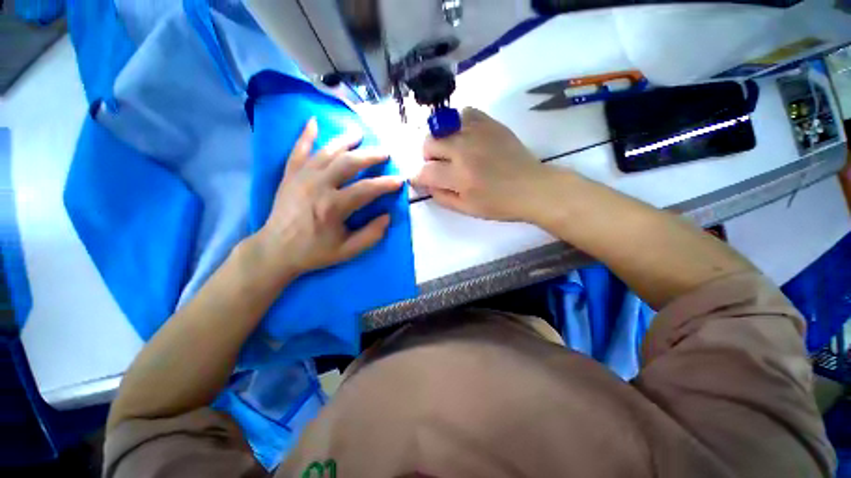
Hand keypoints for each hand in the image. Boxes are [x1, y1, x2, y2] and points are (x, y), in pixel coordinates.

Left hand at [250, 118, 402, 281]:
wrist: (275, 250)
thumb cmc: (314, 252)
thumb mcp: (347, 251)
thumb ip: (371, 235)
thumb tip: (387, 216)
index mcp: (333, 207)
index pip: (367, 189)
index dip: (386, 184)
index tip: (400, 180)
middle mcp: (318, 186)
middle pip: (349, 163)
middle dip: (370, 155)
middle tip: (385, 152)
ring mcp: (301, 177)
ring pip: (327, 151)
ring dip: (345, 140)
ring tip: (360, 134)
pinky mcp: (289, 175)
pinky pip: (298, 150)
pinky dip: (305, 135)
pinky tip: (313, 121)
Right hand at [412, 107, 547, 221]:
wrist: (532, 188)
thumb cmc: (499, 204)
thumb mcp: (466, 209)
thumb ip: (441, 197)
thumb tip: (426, 184)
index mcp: (459, 177)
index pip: (425, 171)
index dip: (417, 177)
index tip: (419, 180)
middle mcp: (464, 150)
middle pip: (429, 143)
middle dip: (427, 157)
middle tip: (439, 166)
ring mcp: (477, 133)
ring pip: (442, 126)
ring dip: (441, 140)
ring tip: (452, 151)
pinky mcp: (490, 123)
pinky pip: (464, 113)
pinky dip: (458, 124)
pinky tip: (465, 137)